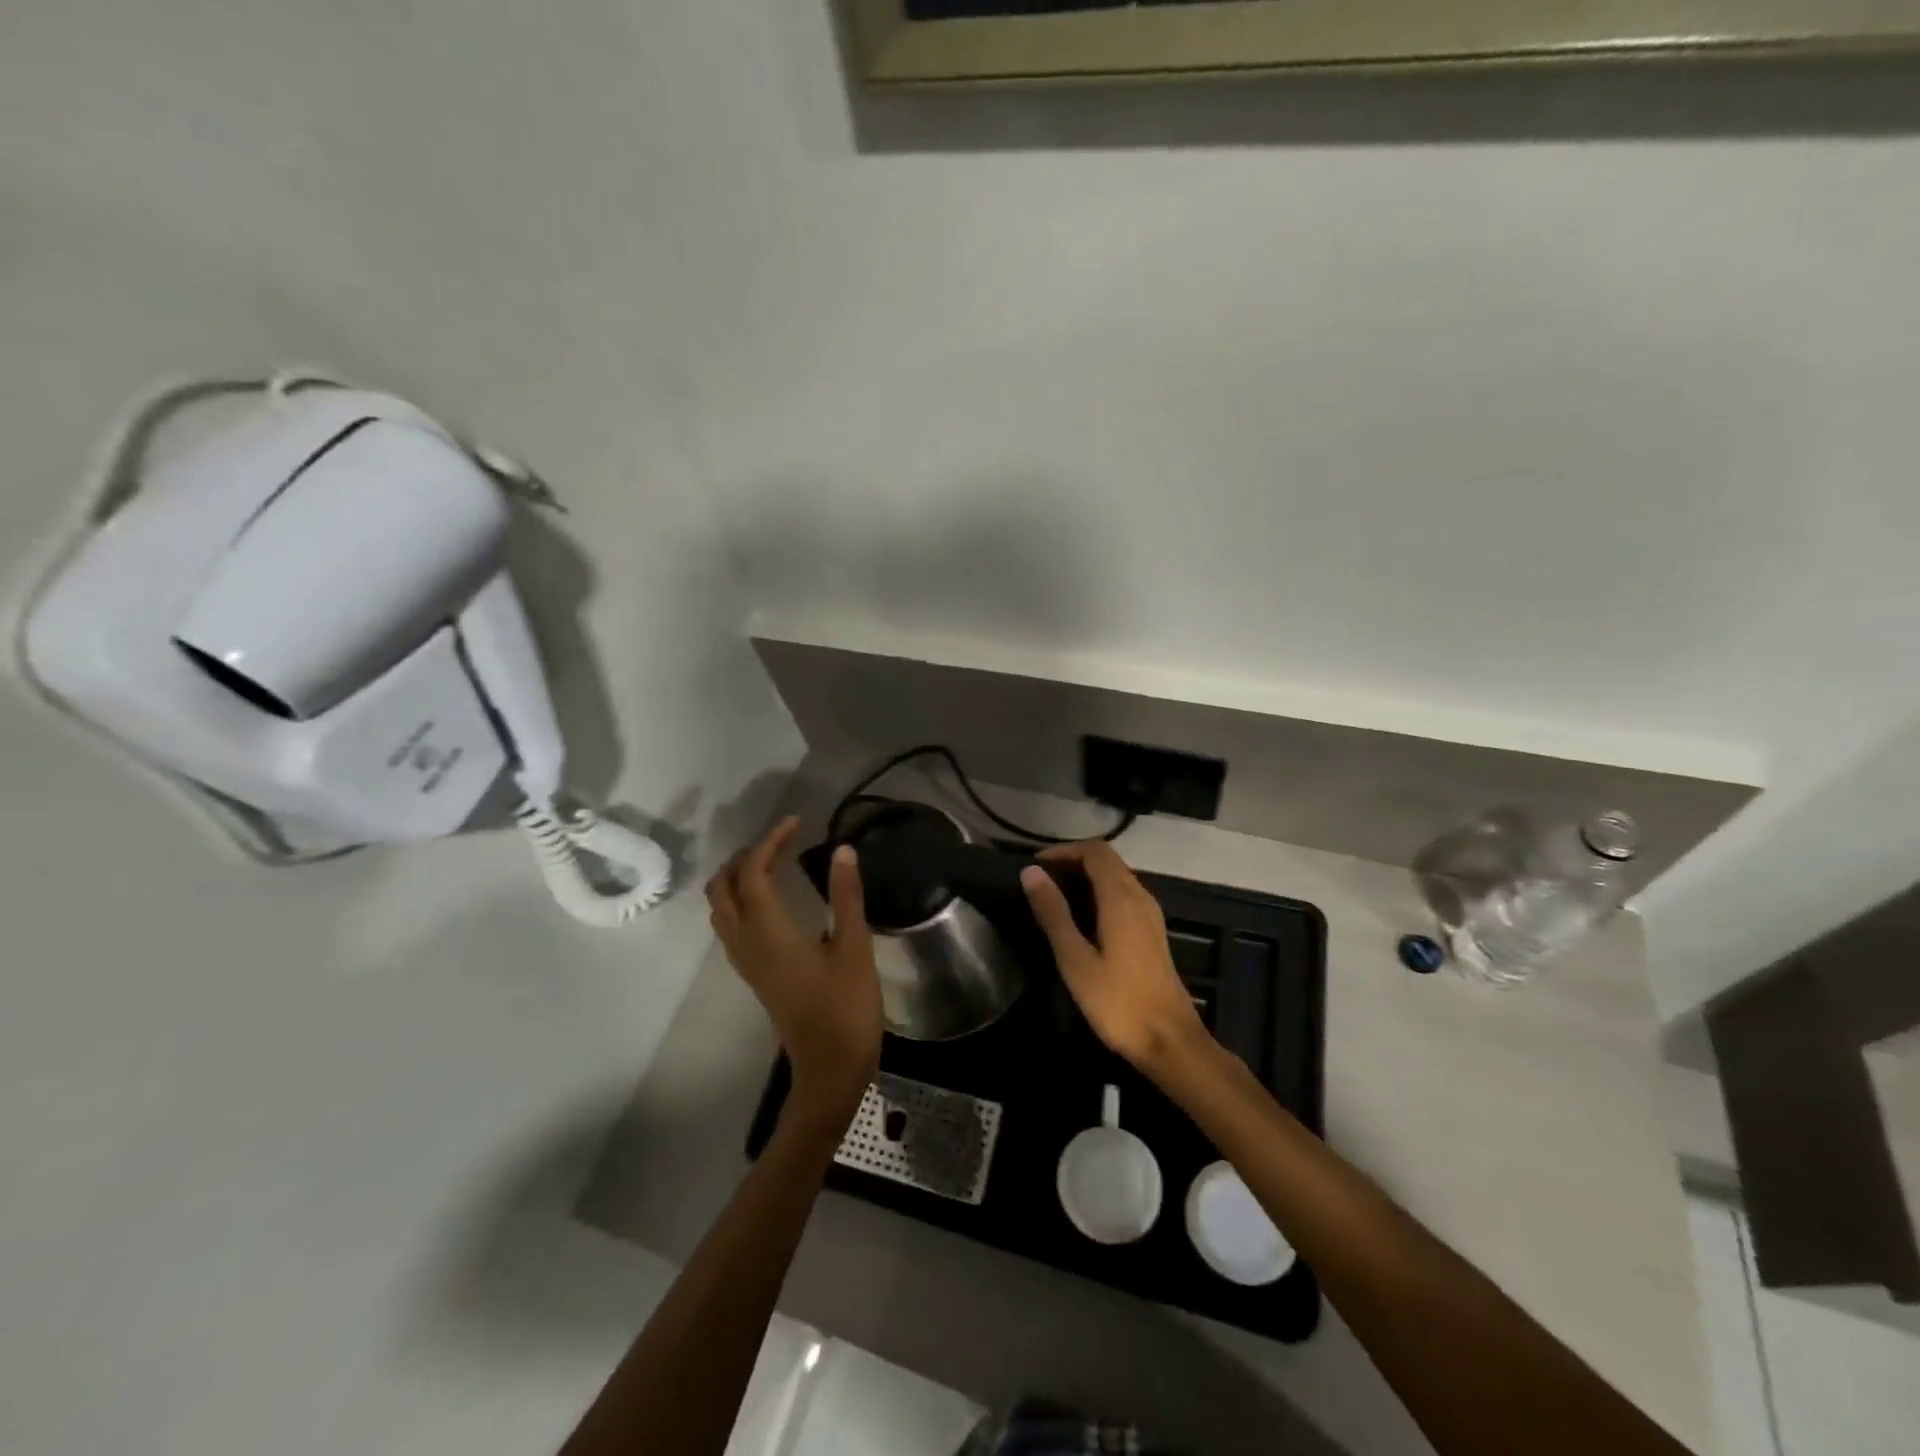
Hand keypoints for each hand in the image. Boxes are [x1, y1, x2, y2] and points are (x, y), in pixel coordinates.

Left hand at [707, 816, 882, 1132]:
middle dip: (745, 856)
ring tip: (775, 862)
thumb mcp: (854, 948)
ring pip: (722, 908)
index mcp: (768, 932)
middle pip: (722, 888)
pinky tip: (773, 899)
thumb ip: (846, 896)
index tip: (797, 822)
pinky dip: (742, 899)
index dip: (770, 841)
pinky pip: (732, 925)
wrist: (830, 1069)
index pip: (752, 872)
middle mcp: (746, 943)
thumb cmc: (846, 1008)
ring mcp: (746, 962)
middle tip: (781, 841)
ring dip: (738, 877)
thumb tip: (842, 849)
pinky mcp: (754, 974)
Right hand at [1020, 842, 1209, 1078]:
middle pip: (1107, 860)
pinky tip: (1081, 919)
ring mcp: (1150, 915)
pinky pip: (1124, 896)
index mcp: (1121, 898)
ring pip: (1117, 877)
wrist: (1170, 1042)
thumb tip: (1031, 872)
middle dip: (1073, 861)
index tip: (1035, 865)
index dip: (1064, 850)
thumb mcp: (1075, 959)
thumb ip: (1053, 913)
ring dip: (1086, 877)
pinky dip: (1099, 893)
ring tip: (1054, 897)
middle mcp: (1140, 897)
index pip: (1095, 851)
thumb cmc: (1118, 1003)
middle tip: (1040, 880)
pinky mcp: (1152, 933)